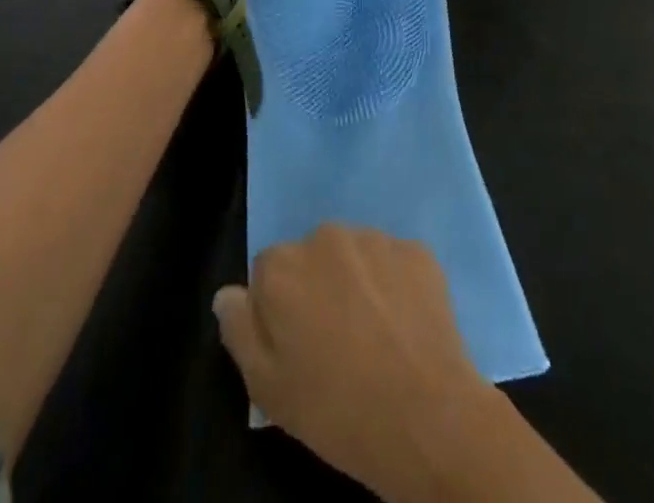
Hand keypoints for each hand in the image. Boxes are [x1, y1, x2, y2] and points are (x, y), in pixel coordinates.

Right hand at [214, 225, 495, 502]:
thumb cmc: (336, 410)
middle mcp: (325, 236)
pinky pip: (394, 262)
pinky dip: (394, 285)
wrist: (426, 418)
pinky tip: (403, 325)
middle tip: (336, 342)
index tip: (297, 346)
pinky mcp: (416, 249)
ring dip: (356, 282)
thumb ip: (240, 331)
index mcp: (282, 265)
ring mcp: (375, 238)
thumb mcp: (267, 388)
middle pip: (312, 257)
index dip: (279, 311)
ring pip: (354, 255)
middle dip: (318, 288)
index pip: (267, 273)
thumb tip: (227, 294)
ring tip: (374, 335)